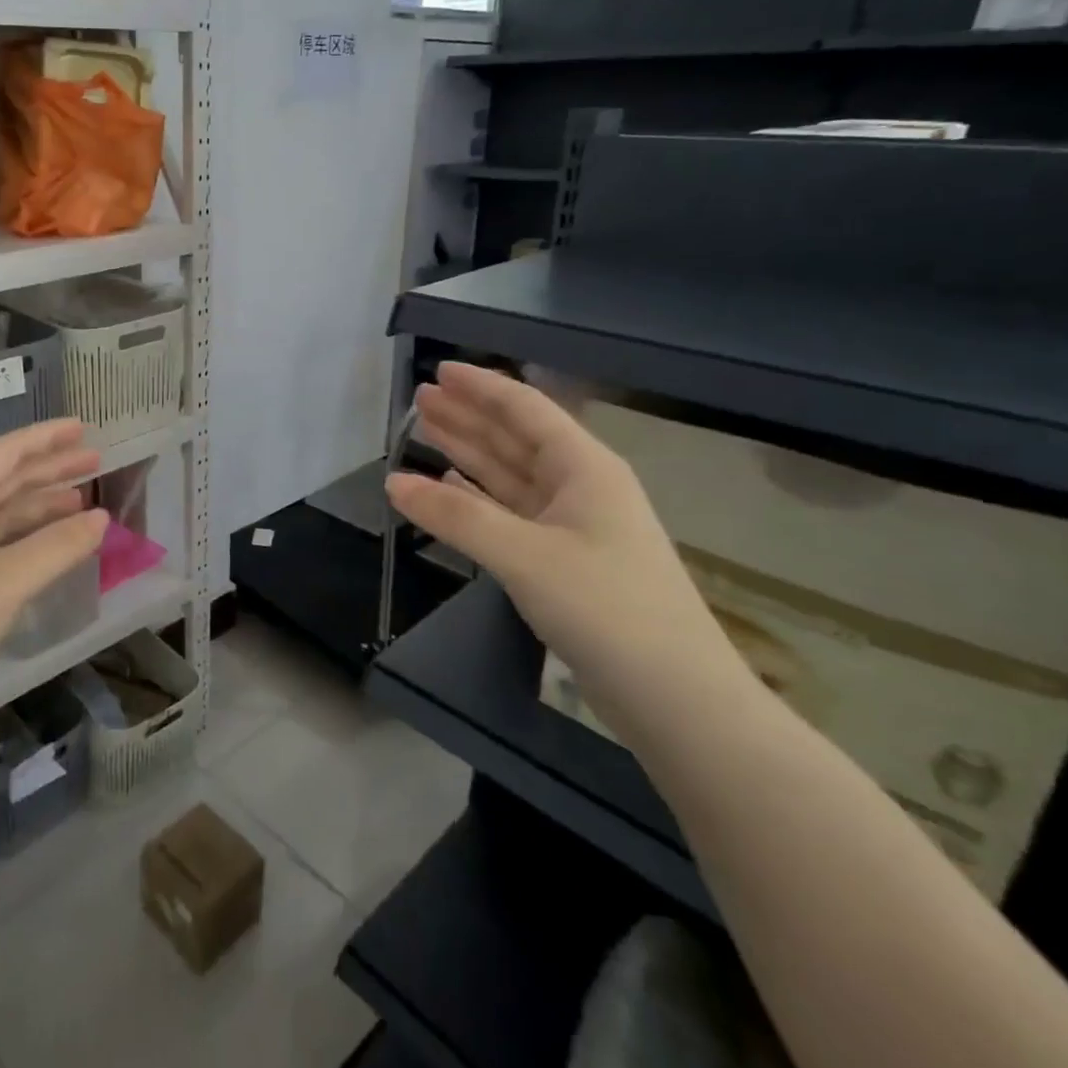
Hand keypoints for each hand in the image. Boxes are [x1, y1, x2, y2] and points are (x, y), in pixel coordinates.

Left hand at [0, 419, 109, 722]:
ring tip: (82, 500)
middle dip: (50, 469)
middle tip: (95, 460)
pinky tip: (49, 545)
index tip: (83, 427)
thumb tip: (102, 518)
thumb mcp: (5, 583)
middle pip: (3, 480)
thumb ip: (57, 546)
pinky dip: (25, 538)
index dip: (45, 438)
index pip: (4, 453)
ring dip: (40, 505)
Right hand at [385, 364, 748, 737]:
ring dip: (468, 452)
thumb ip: (455, 515)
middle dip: (468, 416)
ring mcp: (572, 525)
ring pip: (509, 474)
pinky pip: (510, 512)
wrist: (676, 697)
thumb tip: (392, 481)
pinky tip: (450, 485)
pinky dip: (477, 496)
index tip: (440, 370)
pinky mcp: (563, 560)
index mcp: (584, 468)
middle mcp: (579, 487)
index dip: (481, 387)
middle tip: (421, 398)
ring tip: (426, 429)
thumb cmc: (606, 608)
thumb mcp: (524, 555)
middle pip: (514, 438)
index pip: (525, 410)